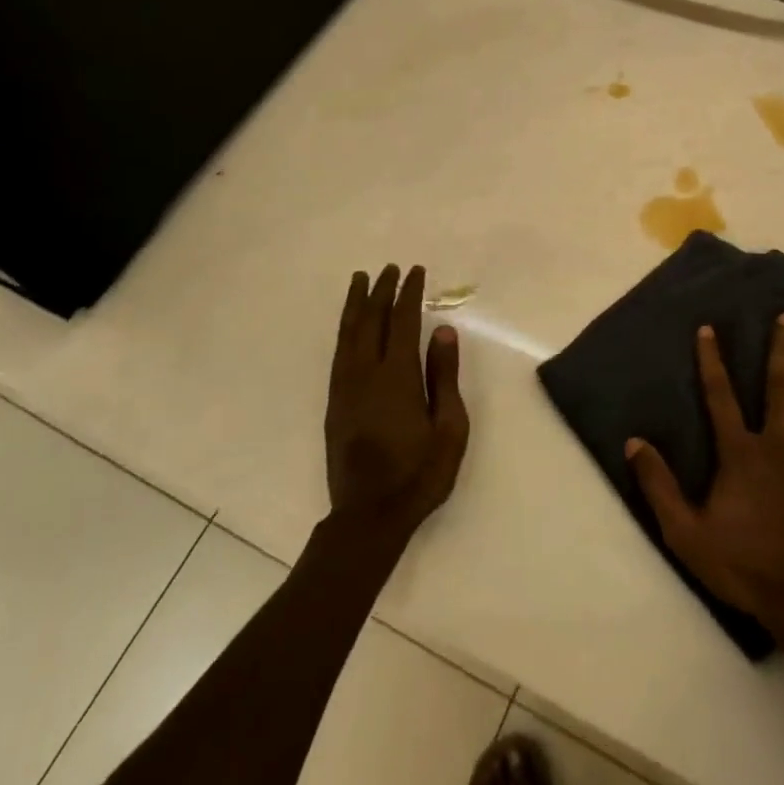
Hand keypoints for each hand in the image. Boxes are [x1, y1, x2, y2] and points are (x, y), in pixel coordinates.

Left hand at [325, 265, 469, 541]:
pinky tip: (349, 324)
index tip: (416, 272)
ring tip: (361, 280)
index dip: (409, 294)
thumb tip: (443, 331)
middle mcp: (366, 374)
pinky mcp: (334, 402)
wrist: (369, 515)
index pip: (402, 322)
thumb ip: (444, 377)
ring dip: (356, 304)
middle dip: (382, 291)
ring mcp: (345, 387)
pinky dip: (344, 329)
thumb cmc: (420, 473)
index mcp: (397, 377)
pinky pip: (338, 353)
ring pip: (348, 333)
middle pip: (372, 321)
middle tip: (391, 268)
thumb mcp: (449, 428)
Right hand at [626, 315, 783, 638]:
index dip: (712, 361)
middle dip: (783, 348)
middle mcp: (781, 445)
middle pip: (781, 386)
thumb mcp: (686, 533)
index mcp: (741, 454)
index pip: (720, 396)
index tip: (710, 328)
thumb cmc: (746, 568)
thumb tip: (634, 442)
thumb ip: (659, 486)